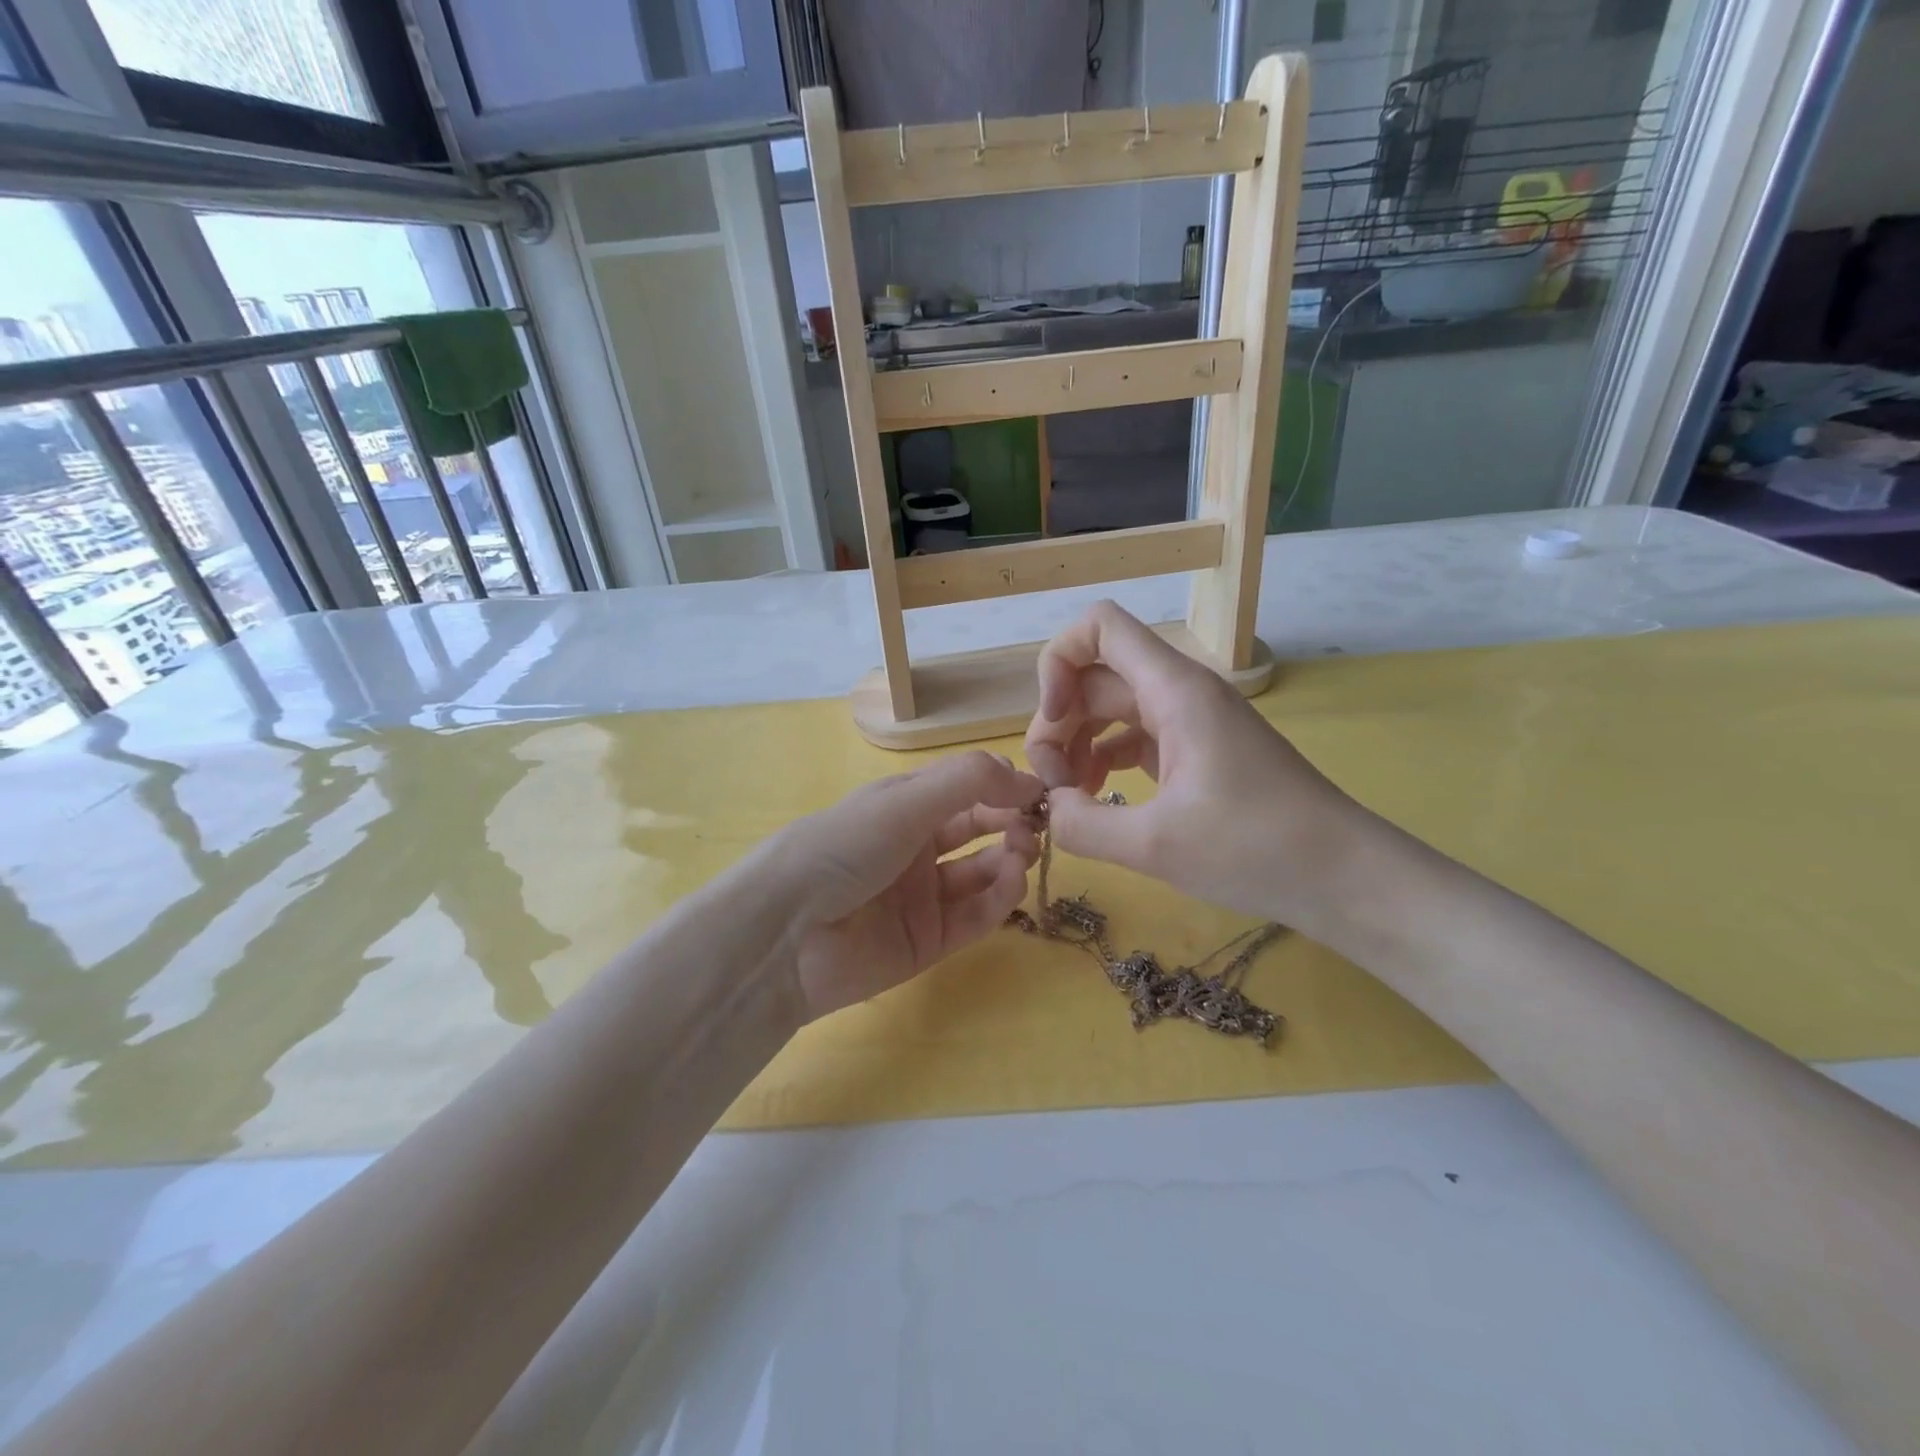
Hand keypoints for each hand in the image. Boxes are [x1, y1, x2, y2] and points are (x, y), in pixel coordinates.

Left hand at [772, 751, 1043, 1020]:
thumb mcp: (903, 802)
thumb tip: (1025, 777)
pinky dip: (998, 898)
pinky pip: (974, 916)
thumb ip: (968, 781)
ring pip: (982, 874)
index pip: (966, 789)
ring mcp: (922, 896)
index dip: (1003, 788)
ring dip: (1010, 860)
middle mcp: (915, 847)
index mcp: (903, 806)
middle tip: (1036, 827)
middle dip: (1012, 823)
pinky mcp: (928, 941)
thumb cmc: (843, 848)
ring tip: (1023, 855)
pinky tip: (1009, 882)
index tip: (1041, 793)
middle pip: (979, 829)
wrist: (786, 933)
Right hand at [1022, 601, 1369, 932]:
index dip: (1058, 662)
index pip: (1098, 627)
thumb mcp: (1156, 845)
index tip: (1052, 720)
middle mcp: (1180, 692)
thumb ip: (1083, 825)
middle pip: (1095, 677)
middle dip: (1058, 723)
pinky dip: (1105, 760)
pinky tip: (1099, 801)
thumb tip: (1050, 809)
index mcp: (1174, 690)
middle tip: (1052, 786)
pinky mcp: (1199, 751)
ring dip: (1078, 744)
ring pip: (1112, 709)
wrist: (1345, 876)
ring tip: (1069, 799)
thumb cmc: (1257, 849)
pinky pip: (1135, 737)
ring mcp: (1192, 722)